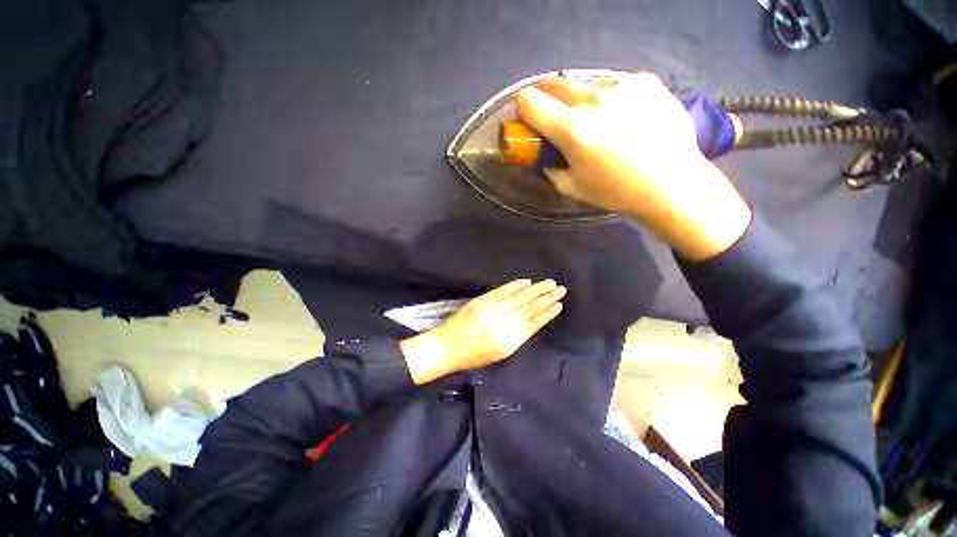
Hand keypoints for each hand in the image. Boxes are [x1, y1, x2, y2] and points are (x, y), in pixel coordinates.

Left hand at [400, 279, 564, 384]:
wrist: (446, 348)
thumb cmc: (473, 356)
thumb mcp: (498, 354)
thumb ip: (516, 337)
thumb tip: (530, 320)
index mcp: (508, 343)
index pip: (533, 324)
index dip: (547, 313)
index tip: (559, 304)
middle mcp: (502, 326)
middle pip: (529, 309)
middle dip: (546, 297)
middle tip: (560, 288)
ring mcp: (491, 312)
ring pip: (518, 298)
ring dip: (535, 289)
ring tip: (549, 283)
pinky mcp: (480, 302)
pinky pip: (502, 291)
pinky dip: (515, 286)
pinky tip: (527, 281)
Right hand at [515, 72, 751, 260]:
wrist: (672, 183)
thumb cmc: (617, 192)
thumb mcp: (573, 188)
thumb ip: (551, 170)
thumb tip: (546, 159)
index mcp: (572, 129)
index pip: (530, 101)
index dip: (523, 108)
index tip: (529, 118)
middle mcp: (594, 100)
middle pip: (555, 83)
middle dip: (547, 98)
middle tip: (556, 116)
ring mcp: (622, 86)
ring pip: (587, 85)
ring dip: (583, 100)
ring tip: (600, 122)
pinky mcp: (646, 81)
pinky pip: (616, 84)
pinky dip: (611, 98)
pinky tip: (626, 118)